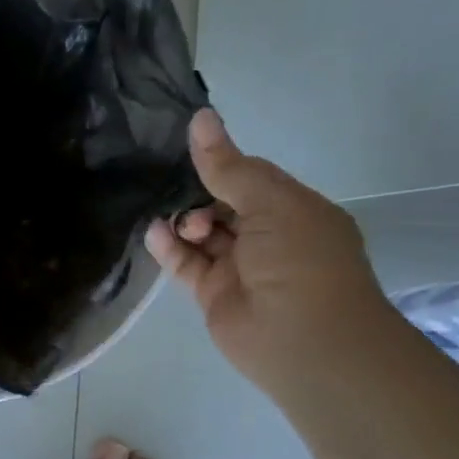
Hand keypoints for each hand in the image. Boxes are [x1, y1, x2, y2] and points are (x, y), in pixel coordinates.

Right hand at [145, 108, 398, 400]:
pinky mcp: (214, 294)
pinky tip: (155, 232)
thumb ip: (228, 166)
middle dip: (198, 194)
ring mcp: (240, 267)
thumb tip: (200, 117)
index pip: (252, 178)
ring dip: (183, 221)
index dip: (223, 164)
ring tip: (169, 217)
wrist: (303, 341)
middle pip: (223, 205)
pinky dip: (170, 248)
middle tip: (177, 189)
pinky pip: (187, 264)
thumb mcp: (270, 203)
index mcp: (294, 210)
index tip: (189, 148)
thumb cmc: (300, 261)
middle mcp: (268, 237)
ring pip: (202, 235)